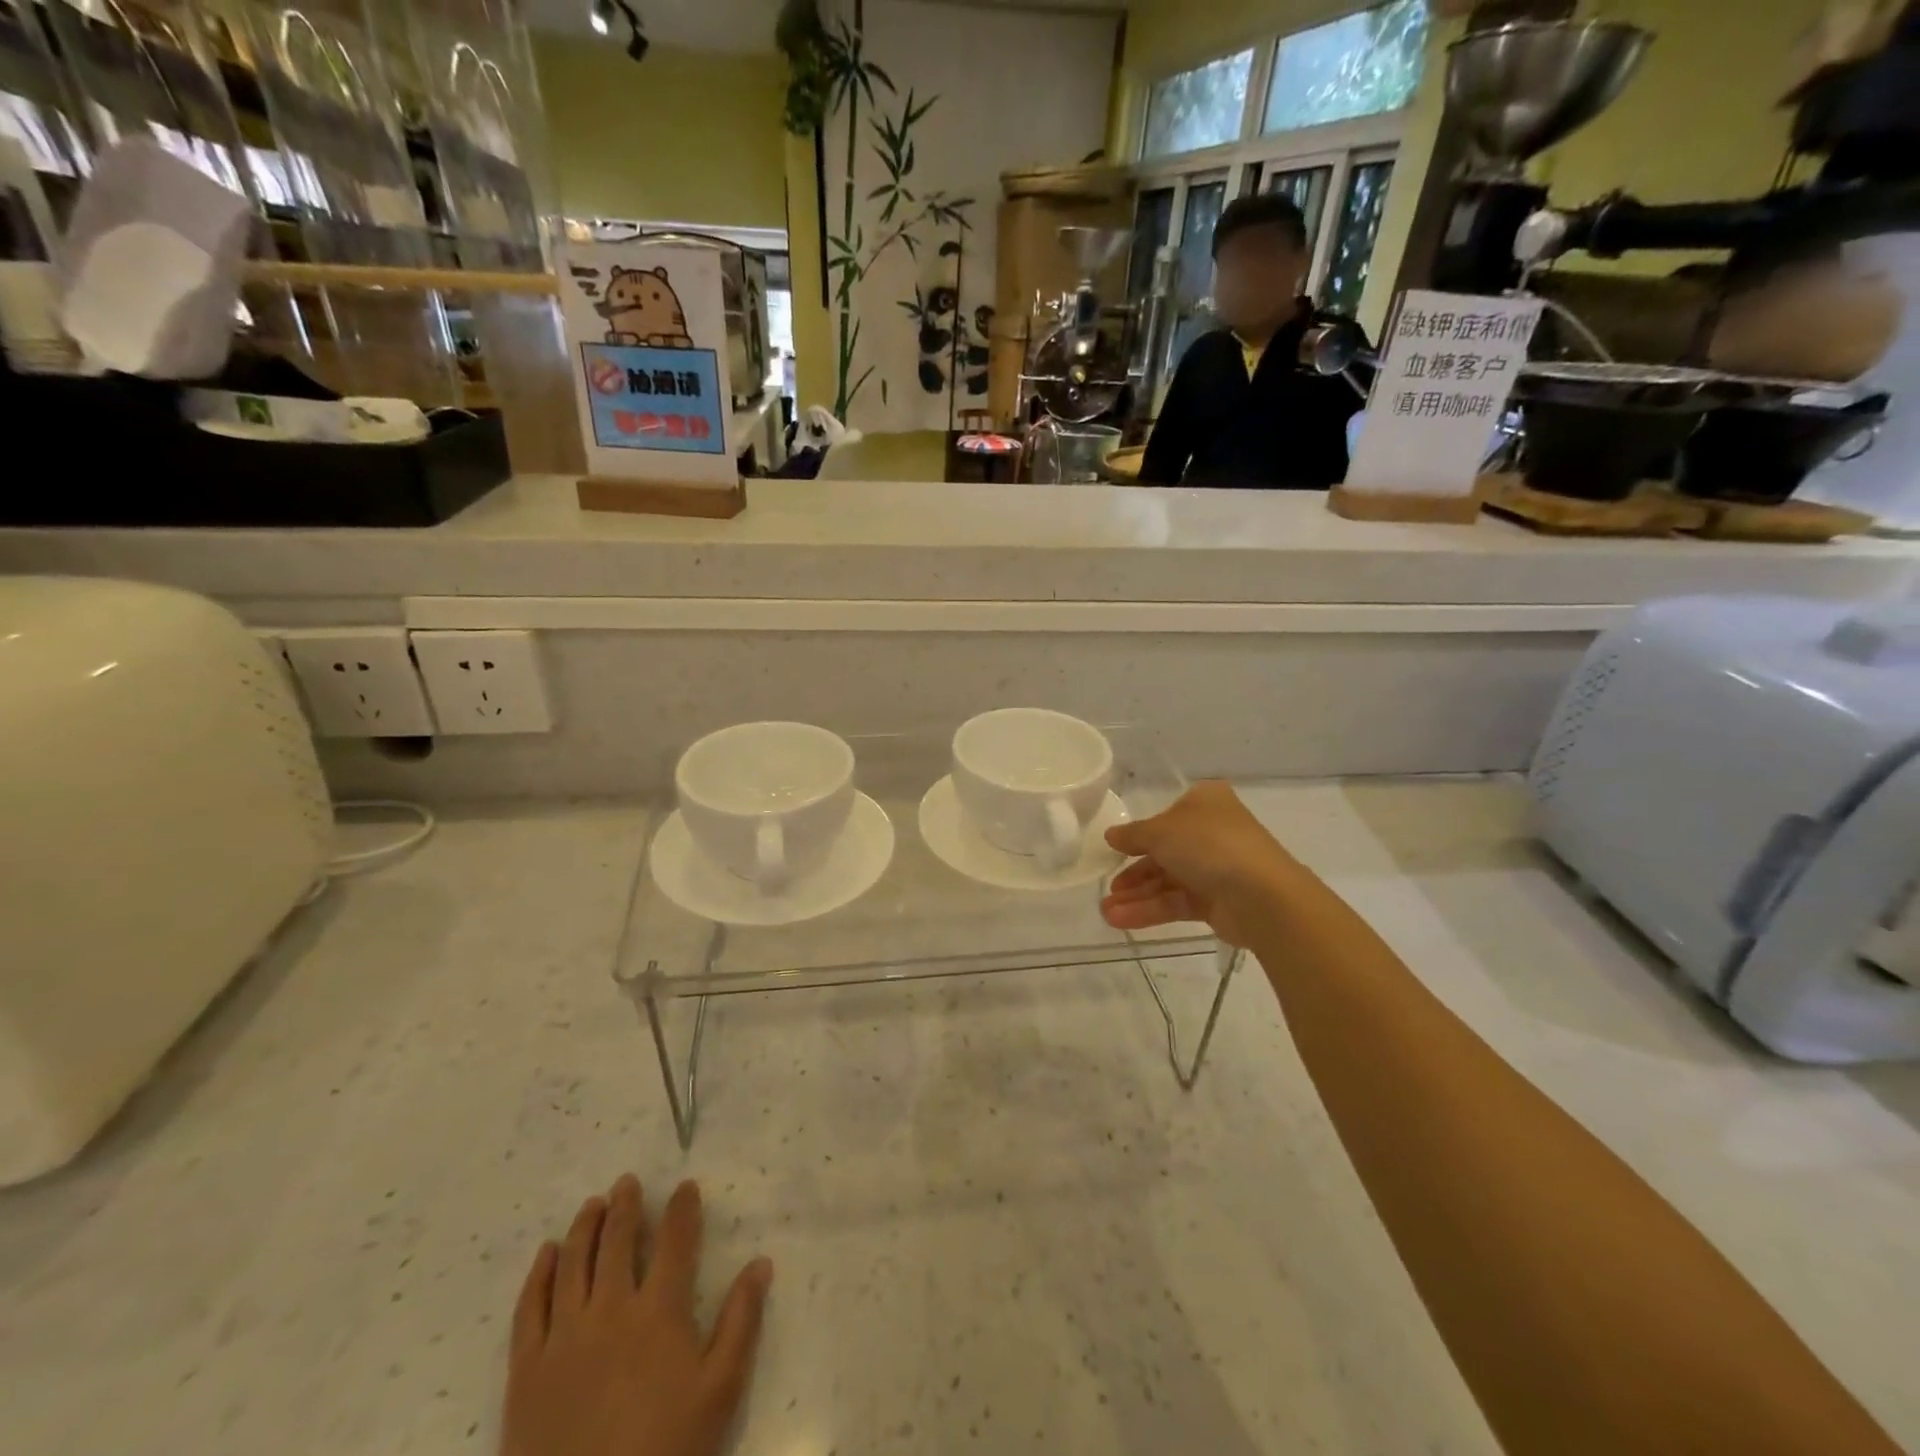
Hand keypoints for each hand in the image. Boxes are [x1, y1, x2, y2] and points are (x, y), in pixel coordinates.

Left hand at [501, 1176, 772, 1455]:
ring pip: (572, 1264)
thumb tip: (761, 1263)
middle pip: (617, 1242)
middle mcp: (610, 1310)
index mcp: (659, 1311)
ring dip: (584, 1227)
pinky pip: (529, 1309)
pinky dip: (538, 1275)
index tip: (685, 1186)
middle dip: (625, 1206)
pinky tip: (546, 1254)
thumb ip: (742, 1322)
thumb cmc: (666, 1450)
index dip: (681, 1209)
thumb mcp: (720, 1391)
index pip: (674, 1241)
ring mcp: (564, 1338)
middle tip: (627, 1182)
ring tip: (592, 1204)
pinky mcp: (526, 1370)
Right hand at [1101, 782, 1302, 947]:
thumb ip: (1133, 834)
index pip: (1166, 816)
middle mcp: (1212, 833)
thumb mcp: (1160, 831)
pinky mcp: (1218, 902)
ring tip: (1106, 912)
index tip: (1114, 849)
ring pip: (1168, 880)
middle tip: (1108, 887)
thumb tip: (1112, 835)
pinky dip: (1150, 910)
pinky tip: (1121, 919)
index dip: (1139, 834)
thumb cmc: (1209, 845)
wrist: (1261, 895)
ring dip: (1137, 895)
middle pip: (1165, 852)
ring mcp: (1217, 869)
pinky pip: (1177, 902)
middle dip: (1133, 872)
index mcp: (1205, 803)